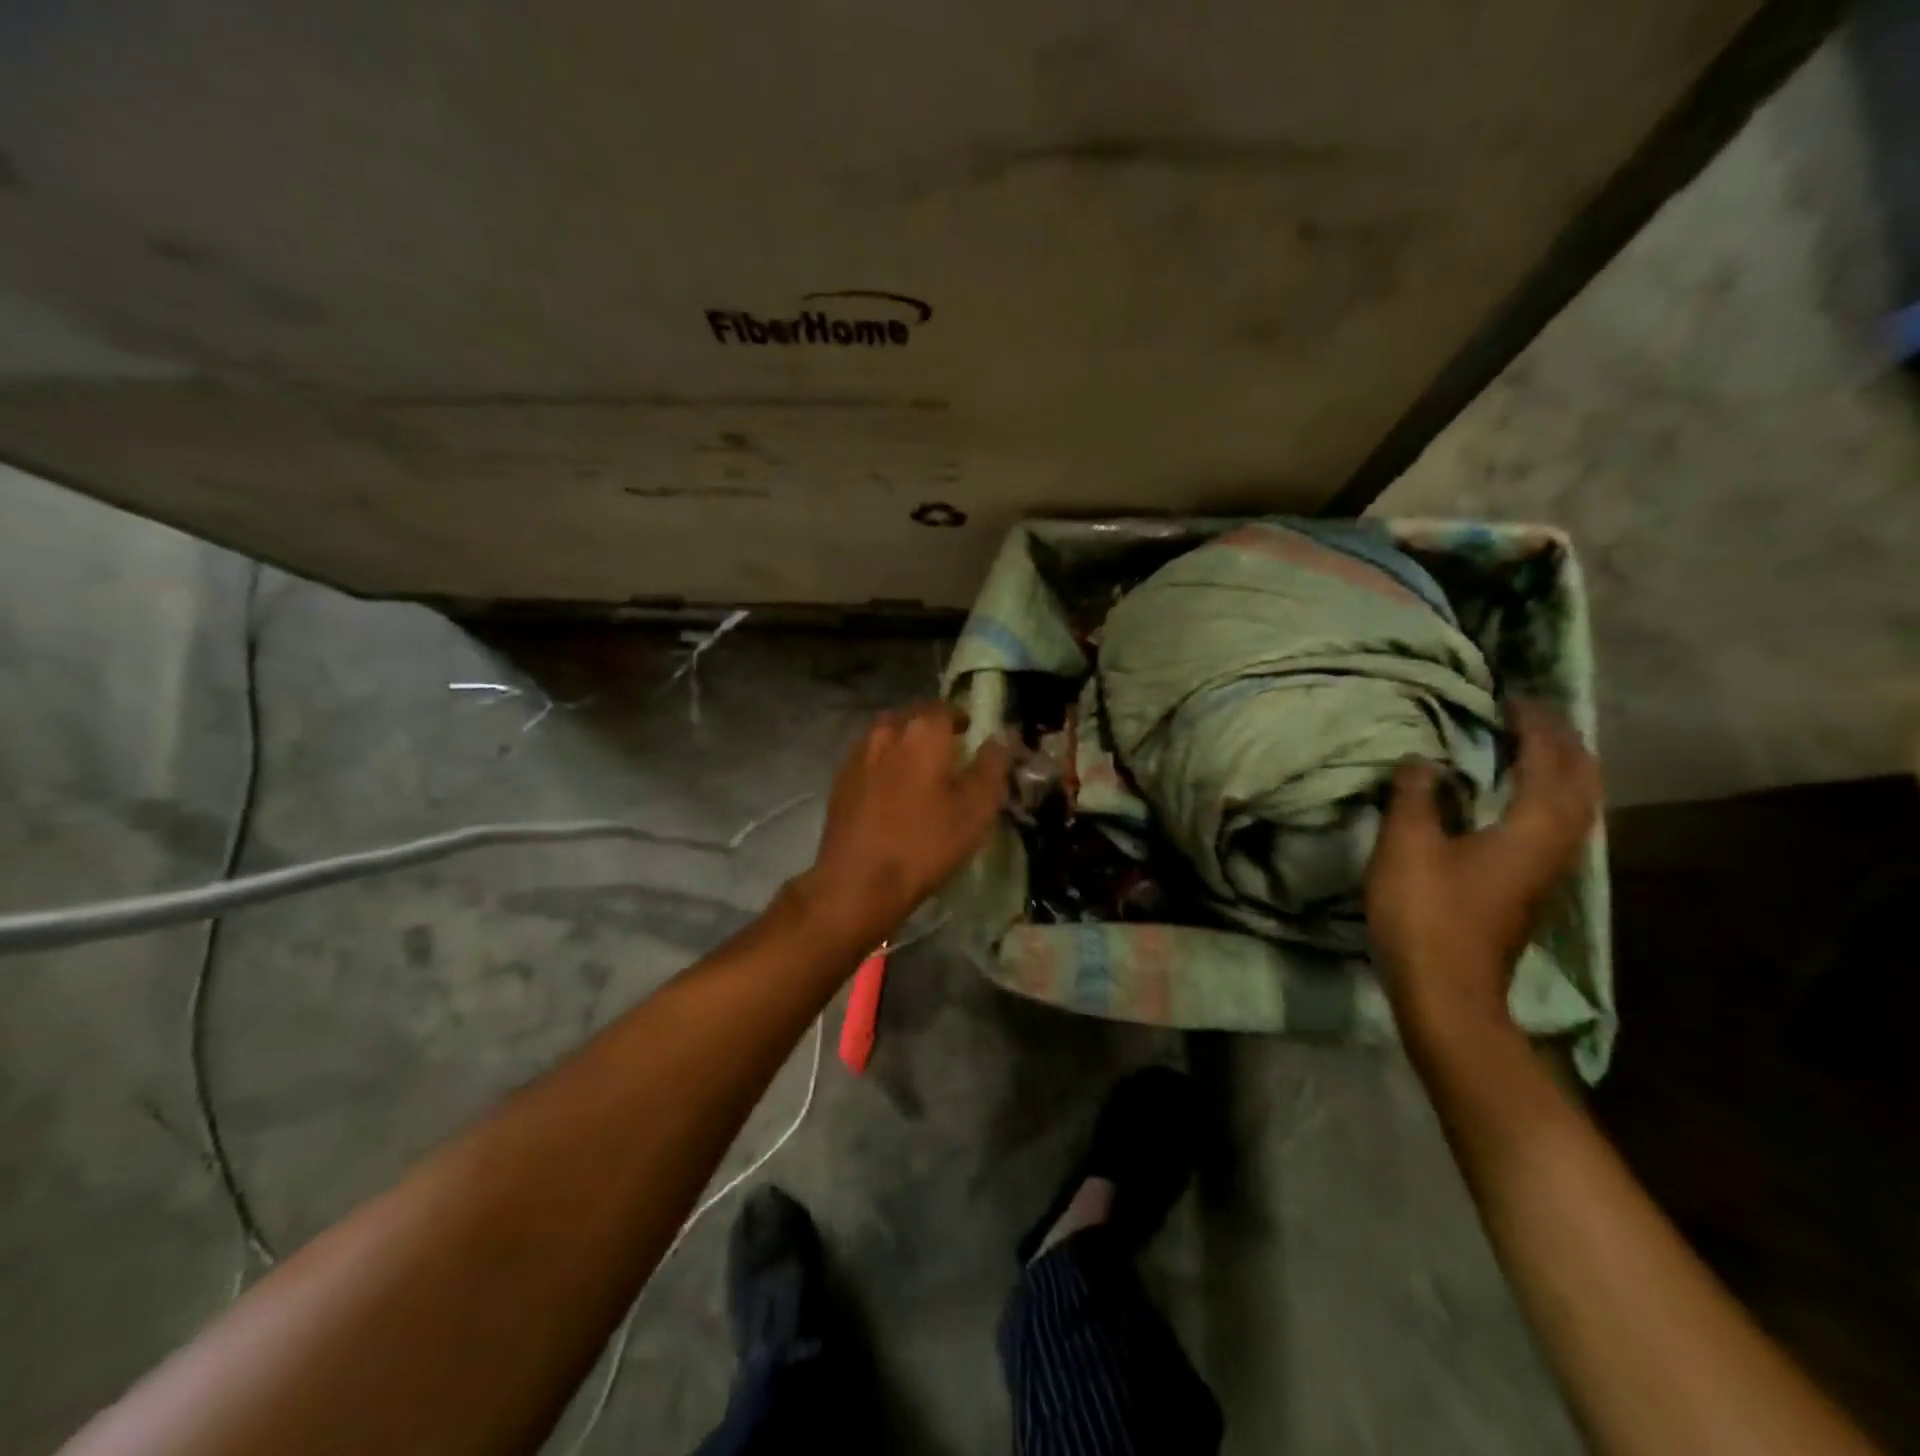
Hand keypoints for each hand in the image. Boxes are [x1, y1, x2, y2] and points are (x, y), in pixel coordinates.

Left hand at [799, 702, 1010, 945]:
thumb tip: (999, 738)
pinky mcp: (840, 781)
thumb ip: (991, 767)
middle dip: (930, 728)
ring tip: (918, 770)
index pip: (945, 708)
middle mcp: (887, 732)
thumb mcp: (975, 809)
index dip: (960, 718)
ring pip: (886, 735)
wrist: (858, 881)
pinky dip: (883, 765)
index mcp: (923, 731)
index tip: (970, 734)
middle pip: (912, 717)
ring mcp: (858, 755)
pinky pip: (868, 759)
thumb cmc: (925, 843)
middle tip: (947, 753)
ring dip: (904, 744)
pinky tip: (890, 791)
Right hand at [1365, 701, 1599, 1039]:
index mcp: (1533, 827)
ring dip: (1558, 769)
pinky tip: (1514, 796)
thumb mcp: (1407, 847)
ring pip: (1573, 805)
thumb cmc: (1426, 914)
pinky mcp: (1530, 887)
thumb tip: (1423, 761)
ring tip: (1527, 746)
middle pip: (1580, 781)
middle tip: (1528, 716)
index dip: (1535, 726)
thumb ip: (1416, 796)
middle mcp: (1556, 844)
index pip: (1550, 761)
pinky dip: (1544, 795)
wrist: (1446, 991)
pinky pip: (1554, 823)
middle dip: (1561, 743)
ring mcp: (1548, 870)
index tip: (1512, 698)